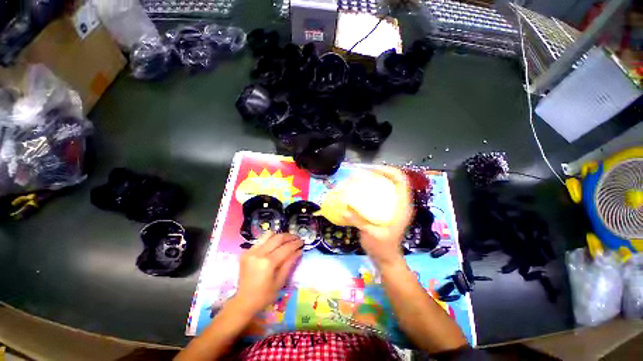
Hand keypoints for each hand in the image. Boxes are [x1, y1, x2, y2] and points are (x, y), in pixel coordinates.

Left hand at [235, 232, 302, 312]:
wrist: (243, 302)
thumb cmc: (264, 295)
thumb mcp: (280, 281)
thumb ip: (289, 263)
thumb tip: (299, 251)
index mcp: (268, 263)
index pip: (286, 248)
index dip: (295, 244)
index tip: (302, 241)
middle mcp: (259, 253)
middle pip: (278, 238)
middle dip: (289, 236)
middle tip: (297, 238)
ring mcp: (251, 251)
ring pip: (268, 235)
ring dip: (280, 236)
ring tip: (287, 239)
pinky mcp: (246, 252)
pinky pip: (261, 240)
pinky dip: (270, 240)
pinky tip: (275, 245)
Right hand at [345, 167, 413, 267]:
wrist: (386, 259)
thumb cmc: (382, 248)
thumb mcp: (371, 234)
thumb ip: (359, 221)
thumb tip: (344, 209)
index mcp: (402, 207)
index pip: (401, 181)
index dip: (389, 171)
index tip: (372, 169)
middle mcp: (399, 203)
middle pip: (393, 180)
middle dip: (379, 172)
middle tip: (363, 172)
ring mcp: (392, 206)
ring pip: (386, 186)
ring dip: (375, 180)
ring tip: (360, 178)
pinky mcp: (386, 210)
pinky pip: (380, 194)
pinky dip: (371, 189)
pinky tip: (359, 191)